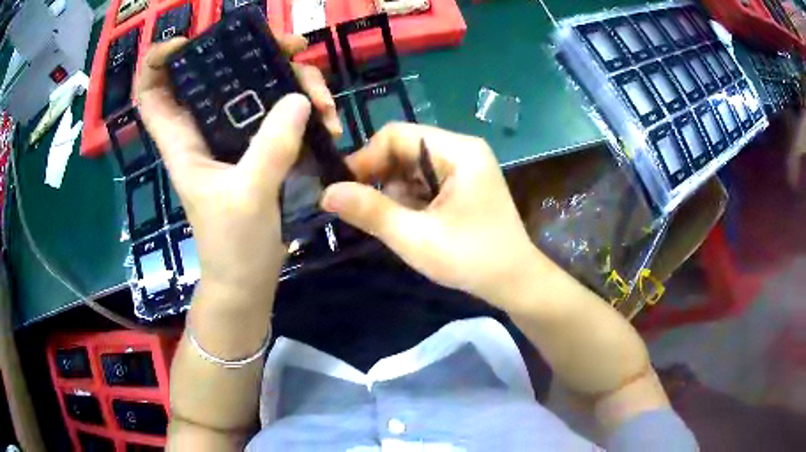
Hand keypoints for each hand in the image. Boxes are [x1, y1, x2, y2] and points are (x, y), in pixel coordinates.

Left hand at [136, 36, 340, 302]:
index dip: (159, 60)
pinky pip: (283, 108)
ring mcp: (236, 134)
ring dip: (296, 82)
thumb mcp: (248, 197)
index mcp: (182, 139)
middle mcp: (206, 128)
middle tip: (296, 50)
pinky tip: (330, 123)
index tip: (188, 43)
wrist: (249, 278)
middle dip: (257, 50)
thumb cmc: (233, 246)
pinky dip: (308, 107)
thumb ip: (271, 147)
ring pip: (260, 84)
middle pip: (221, 70)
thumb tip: (299, 98)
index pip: (152, 91)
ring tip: (327, 106)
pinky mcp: (261, 144)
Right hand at [321, 123, 547, 306]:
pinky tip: (409, 224)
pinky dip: (408, 201)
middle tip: (360, 209)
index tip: (342, 189)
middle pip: (404, 149)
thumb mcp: (416, 237)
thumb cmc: (472, 259)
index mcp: (457, 151)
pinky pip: (424, 183)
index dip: (365, 158)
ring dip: (393, 193)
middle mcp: (461, 151)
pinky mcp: (462, 187)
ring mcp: (464, 169)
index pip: (397, 135)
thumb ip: (371, 211)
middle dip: (379, 178)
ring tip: (390, 223)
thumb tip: (326, 192)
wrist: (515, 283)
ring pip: (411, 168)